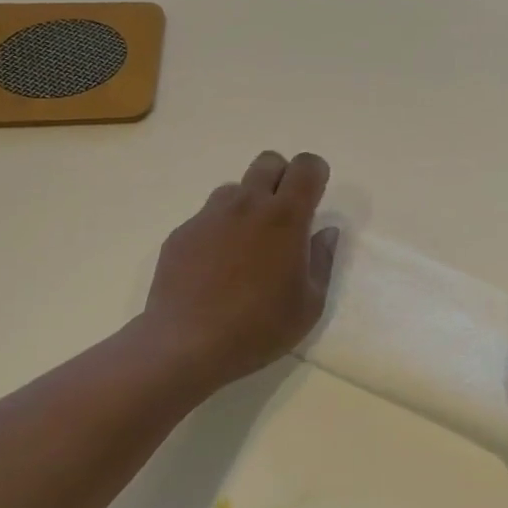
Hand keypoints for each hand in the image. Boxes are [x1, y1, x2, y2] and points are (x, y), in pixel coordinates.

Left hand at [138, 150, 340, 394]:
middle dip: (281, 177)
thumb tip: (325, 232)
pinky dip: (218, 231)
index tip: (315, 197)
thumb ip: (323, 260)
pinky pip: (207, 217)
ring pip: (235, 188)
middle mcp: (247, 205)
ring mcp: (209, 216)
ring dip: (248, 204)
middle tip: (283, 216)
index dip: (315, 173)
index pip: (306, 166)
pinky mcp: (182, 233)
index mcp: (285, 217)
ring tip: (246, 245)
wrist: (186, 345)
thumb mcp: (309, 304)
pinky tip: (215, 268)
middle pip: (268, 162)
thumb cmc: (259, 327)